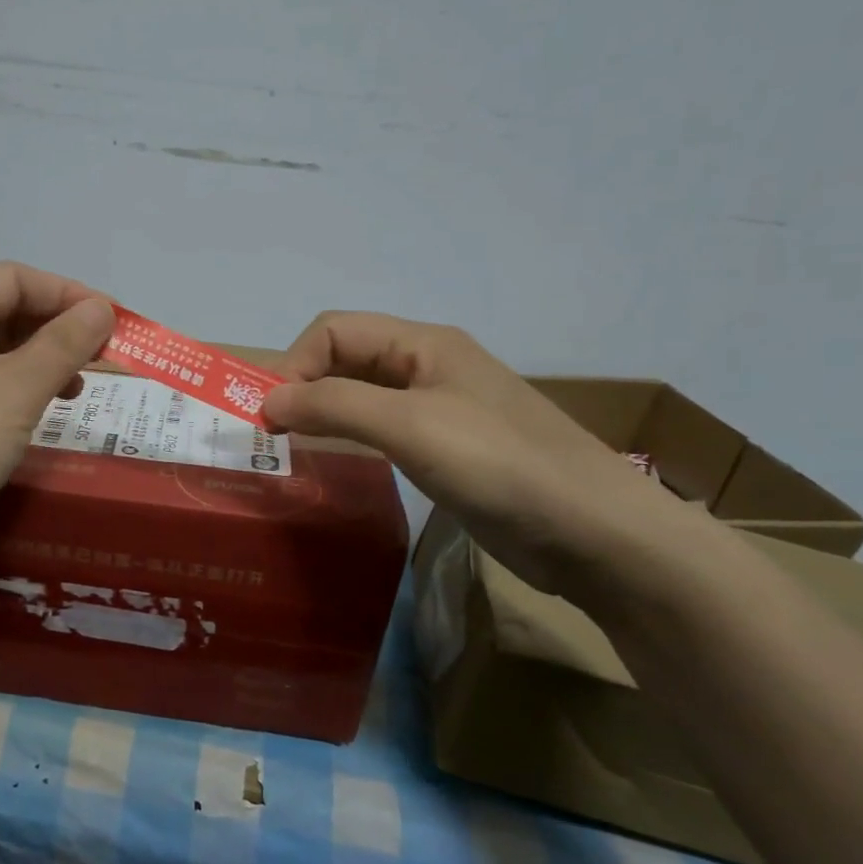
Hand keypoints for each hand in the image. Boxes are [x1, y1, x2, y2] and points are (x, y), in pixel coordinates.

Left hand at [0, 262, 113, 629]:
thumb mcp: (16, 390)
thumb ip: (64, 343)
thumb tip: (102, 309)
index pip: (10, 278)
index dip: (66, 292)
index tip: (112, 321)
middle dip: (55, 329)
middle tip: (102, 358)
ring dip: (38, 363)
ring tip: (77, 390)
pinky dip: (13, 393)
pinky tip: (37, 417)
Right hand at [263, 312, 687, 600]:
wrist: (595, 532)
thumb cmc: (498, 464)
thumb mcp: (409, 425)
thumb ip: (334, 405)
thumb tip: (268, 401)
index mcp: (423, 343)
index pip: (334, 331)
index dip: (295, 364)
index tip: (272, 416)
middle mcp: (428, 366)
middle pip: (346, 358)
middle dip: (304, 385)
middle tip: (272, 434)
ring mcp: (440, 409)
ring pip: (363, 394)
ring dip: (324, 411)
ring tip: (292, 447)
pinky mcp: (447, 449)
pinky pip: (383, 428)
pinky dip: (350, 437)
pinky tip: (339, 461)